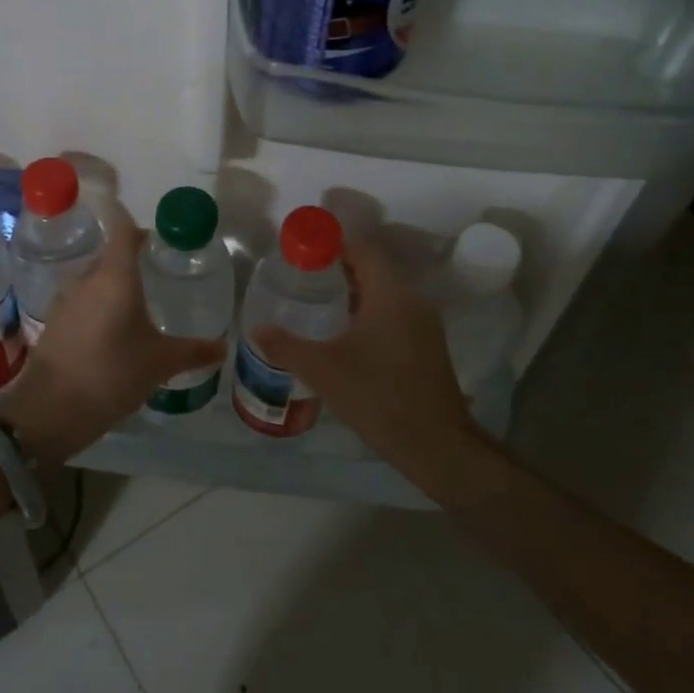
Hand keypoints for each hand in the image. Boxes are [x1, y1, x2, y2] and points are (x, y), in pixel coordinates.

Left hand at [0, 201, 223, 463]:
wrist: (51, 409)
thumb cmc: (113, 374)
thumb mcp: (160, 363)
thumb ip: (194, 351)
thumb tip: (223, 348)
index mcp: (115, 276)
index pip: (124, 230)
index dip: (141, 229)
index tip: (160, 240)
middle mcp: (87, 278)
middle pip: (111, 256)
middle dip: (132, 262)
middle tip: (158, 276)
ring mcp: (65, 299)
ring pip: (94, 280)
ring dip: (113, 287)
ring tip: (138, 306)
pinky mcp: (53, 321)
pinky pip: (81, 301)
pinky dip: (97, 307)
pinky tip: (112, 331)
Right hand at [253, 236, 503, 503]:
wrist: (437, 447)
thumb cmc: (379, 397)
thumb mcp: (323, 371)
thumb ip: (286, 346)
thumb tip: (256, 329)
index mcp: (391, 295)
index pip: (363, 249)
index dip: (333, 245)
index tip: (302, 254)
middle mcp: (412, 301)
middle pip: (374, 269)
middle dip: (338, 269)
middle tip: (302, 279)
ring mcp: (424, 324)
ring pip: (384, 293)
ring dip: (353, 293)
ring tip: (317, 304)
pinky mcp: (427, 346)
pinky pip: (393, 314)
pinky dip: (368, 313)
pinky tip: (344, 335)